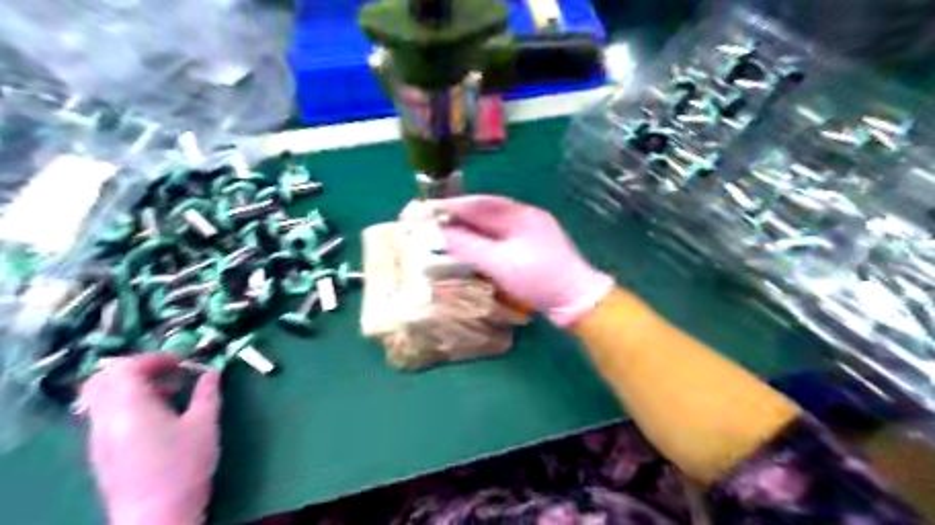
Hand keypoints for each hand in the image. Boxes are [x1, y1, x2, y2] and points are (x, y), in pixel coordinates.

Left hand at [78, 353, 221, 524]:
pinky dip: (129, 405)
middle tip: (170, 372)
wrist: (157, 516)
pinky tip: (159, 417)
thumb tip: (213, 371)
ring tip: (171, 394)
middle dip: (138, 369)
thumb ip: (208, 392)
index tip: (181, 361)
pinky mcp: (102, 453)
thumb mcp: (205, 423)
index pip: (125, 368)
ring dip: (135, 387)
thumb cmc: (184, 466)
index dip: (153, 358)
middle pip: (104, 380)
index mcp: (130, 408)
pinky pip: (107, 416)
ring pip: (104, 398)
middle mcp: (106, 419)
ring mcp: (99, 438)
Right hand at [431, 196, 614, 328]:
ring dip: (469, 229)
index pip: (479, 203)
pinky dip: (482, 241)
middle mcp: (525, 218)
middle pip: (485, 212)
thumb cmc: (538, 278)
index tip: (426, 208)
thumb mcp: (500, 263)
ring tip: (444, 234)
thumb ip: (469, 246)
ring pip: (492, 226)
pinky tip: (470, 248)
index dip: (452, 206)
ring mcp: (530, 234)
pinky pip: (500, 239)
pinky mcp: (531, 249)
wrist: (576, 300)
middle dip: (458, 217)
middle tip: (431, 222)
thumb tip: (439, 233)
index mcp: (520, 214)